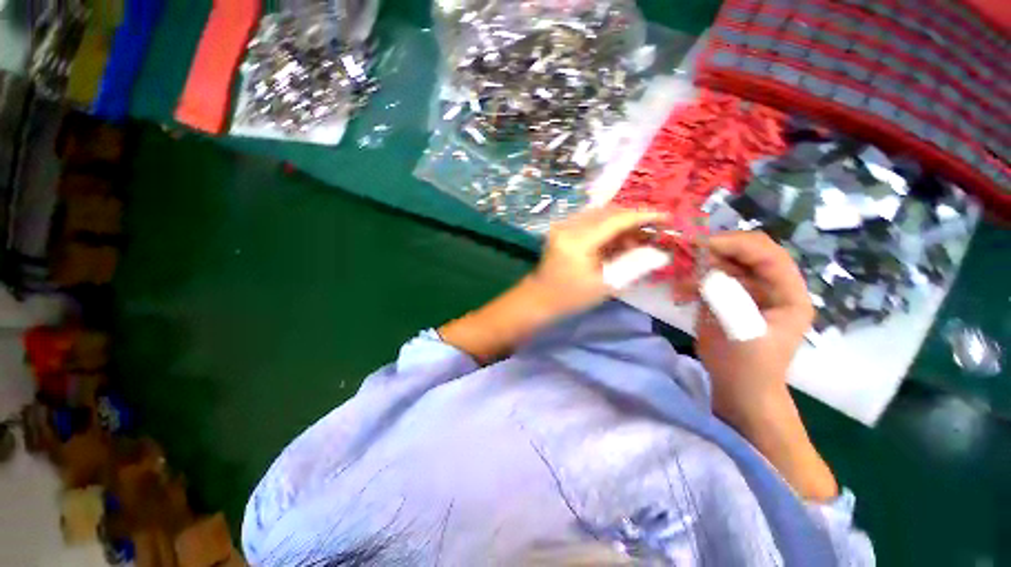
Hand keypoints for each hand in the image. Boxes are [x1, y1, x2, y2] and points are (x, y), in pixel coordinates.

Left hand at [529, 206, 667, 316]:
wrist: (538, 298)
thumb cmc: (570, 297)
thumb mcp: (605, 285)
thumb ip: (633, 265)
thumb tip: (660, 252)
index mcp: (577, 241)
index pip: (616, 219)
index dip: (644, 215)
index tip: (667, 217)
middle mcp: (568, 226)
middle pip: (608, 211)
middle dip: (633, 219)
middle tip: (653, 232)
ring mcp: (562, 225)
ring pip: (600, 214)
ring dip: (620, 223)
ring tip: (636, 241)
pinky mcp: (561, 228)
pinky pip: (590, 220)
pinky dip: (607, 227)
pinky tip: (617, 241)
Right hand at [694, 231, 814, 425]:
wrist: (738, 389)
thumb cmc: (747, 366)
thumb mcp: (741, 332)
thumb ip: (727, 297)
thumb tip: (704, 268)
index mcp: (788, 294)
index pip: (767, 254)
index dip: (735, 244)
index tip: (700, 244)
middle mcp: (772, 287)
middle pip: (745, 254)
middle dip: (715, 250)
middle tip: (685, 253)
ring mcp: (749, 292)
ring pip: (725, 264)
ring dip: (700, 266)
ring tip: (679, 276)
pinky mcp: (729, 298)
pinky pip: (711, 279)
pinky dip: (693, 281)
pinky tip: (680, 293)